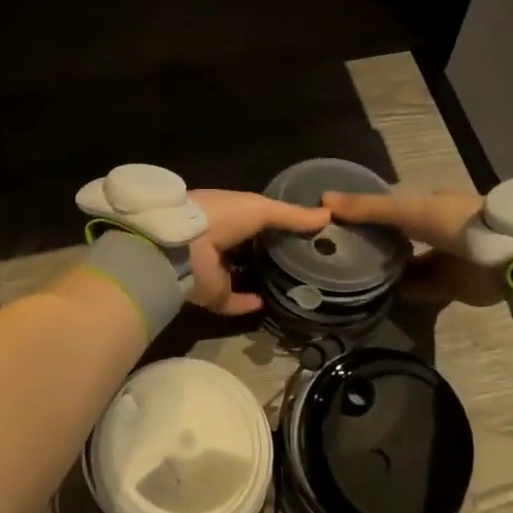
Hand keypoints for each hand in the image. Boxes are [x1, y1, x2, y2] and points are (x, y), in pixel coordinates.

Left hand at [186, 189, 329, 314]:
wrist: (184, 248)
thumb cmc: (221, 217)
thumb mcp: (261, 208)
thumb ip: (292, 215)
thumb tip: (328, 215)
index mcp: (227, 215)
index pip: (255, 220)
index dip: (279, 225)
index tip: (307, 233)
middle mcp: (219, 241)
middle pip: (249, 249)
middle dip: (272, 254)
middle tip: (306, 262)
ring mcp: (215, 270)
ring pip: (242, 276)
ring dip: (262, 280)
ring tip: (295, 284)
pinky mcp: (213, 295)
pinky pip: (234, 302)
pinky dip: (250, 304)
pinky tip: (272, 302)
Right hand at [323, 188, 504, 306]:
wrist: (505, 256)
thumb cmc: (454, 221)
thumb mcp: (406, 210)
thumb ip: (368, 208)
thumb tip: (322, 200)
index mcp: (427, 204)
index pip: (389, 207)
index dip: (364, 212)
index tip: (336, 222)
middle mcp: (435, 229)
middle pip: (397, 236)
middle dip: (373, 243)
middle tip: (338, 252)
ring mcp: (443, 258)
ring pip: (407, 264)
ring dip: (386, 270)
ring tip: (352, 276)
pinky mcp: (450, 286)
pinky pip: (419, 289)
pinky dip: (401, 292)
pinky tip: (376, 296)